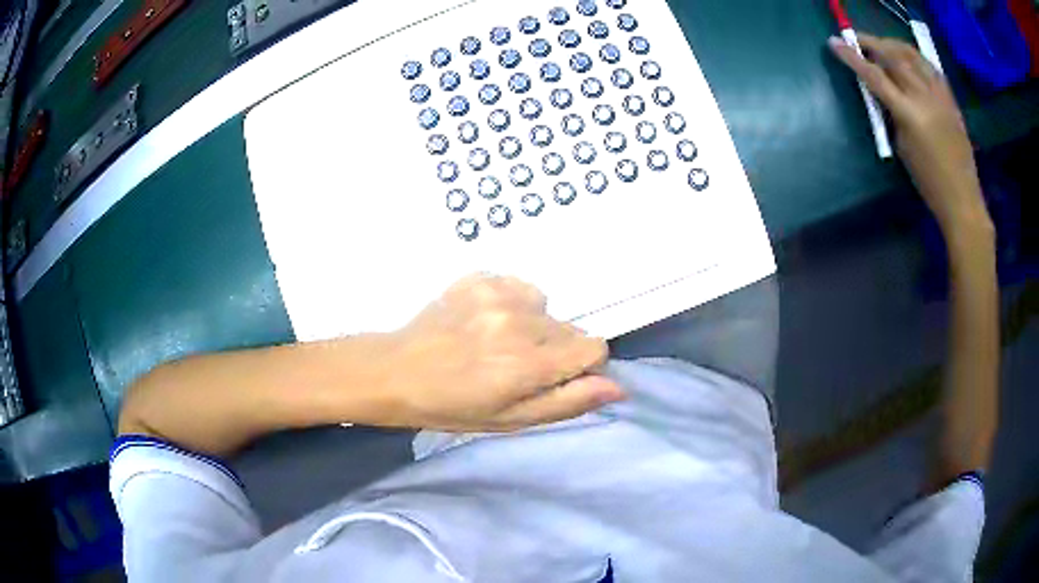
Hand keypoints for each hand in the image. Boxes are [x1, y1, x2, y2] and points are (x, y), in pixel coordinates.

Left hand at [380, 274, 624, 431]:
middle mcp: (518, 321)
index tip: (554, 377)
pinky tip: (484, 320)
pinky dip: (512, 303)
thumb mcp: (511, 420)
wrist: (397, 371)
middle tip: (516, 365)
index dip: (581, 366)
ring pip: (546, 305)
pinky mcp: (478, 277)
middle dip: (555, 349)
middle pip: (570, 328)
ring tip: (497, 341)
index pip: (593, 348)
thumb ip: (567, 402)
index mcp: (528, 363)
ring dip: (533, 324)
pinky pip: (519, 286)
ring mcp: (496, 293)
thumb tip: (618, 388)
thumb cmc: (453, 407)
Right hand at [829, 34, 991, 234]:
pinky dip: (915, 57)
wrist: (963, 199)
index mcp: (910, 114)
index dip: (853, 58)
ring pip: (913, 54)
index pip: (875, 77)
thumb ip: (892, 114)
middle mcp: (925, 97)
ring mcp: (940, 95)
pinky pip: (930, 67)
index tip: (835, 43)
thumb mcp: (902, 147)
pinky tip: (908, 58)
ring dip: (893, 44)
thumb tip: (884, 93)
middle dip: (872, 43)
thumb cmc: (929, 182)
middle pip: (894, 56)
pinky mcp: (950, 99)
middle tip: (858, 39)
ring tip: (882, 45)